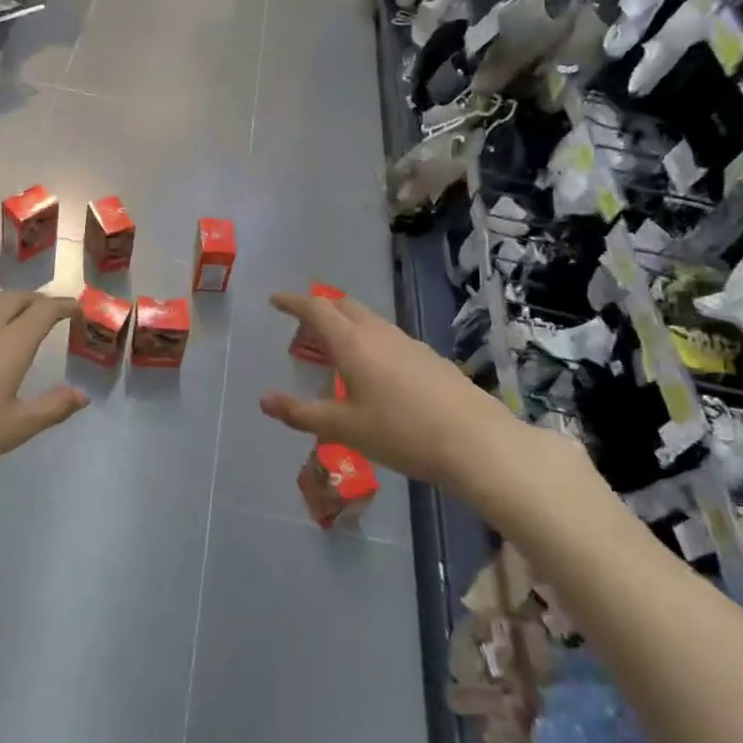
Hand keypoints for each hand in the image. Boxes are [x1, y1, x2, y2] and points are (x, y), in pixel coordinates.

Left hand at [0, 291, 88, 482]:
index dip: (62, 305)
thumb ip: (52, 407)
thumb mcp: (16, 428)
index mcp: (11, 344)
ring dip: (6, 302)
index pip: (43, 310)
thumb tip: (81, 394)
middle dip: (36, 299)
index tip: (75, 307)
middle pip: (14, 298)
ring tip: (13, 314)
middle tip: (47, 309)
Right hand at [259, 290, 593, 525]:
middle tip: (303, 323)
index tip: (275, 300)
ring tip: (334, 347)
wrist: (478, 443)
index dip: (293, 302)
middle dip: (321, 307)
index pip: (317, 309)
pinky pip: (388, 336)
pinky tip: (373, 369)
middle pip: (345, 306)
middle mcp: (380, 334)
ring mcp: (409, 344)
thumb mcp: (344, 428)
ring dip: (346, 324)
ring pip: (369, 320)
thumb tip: (265, 400)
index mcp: (353, 343)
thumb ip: (302, 413)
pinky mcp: (429, 358)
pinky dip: (368, 339)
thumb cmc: (402, 433)